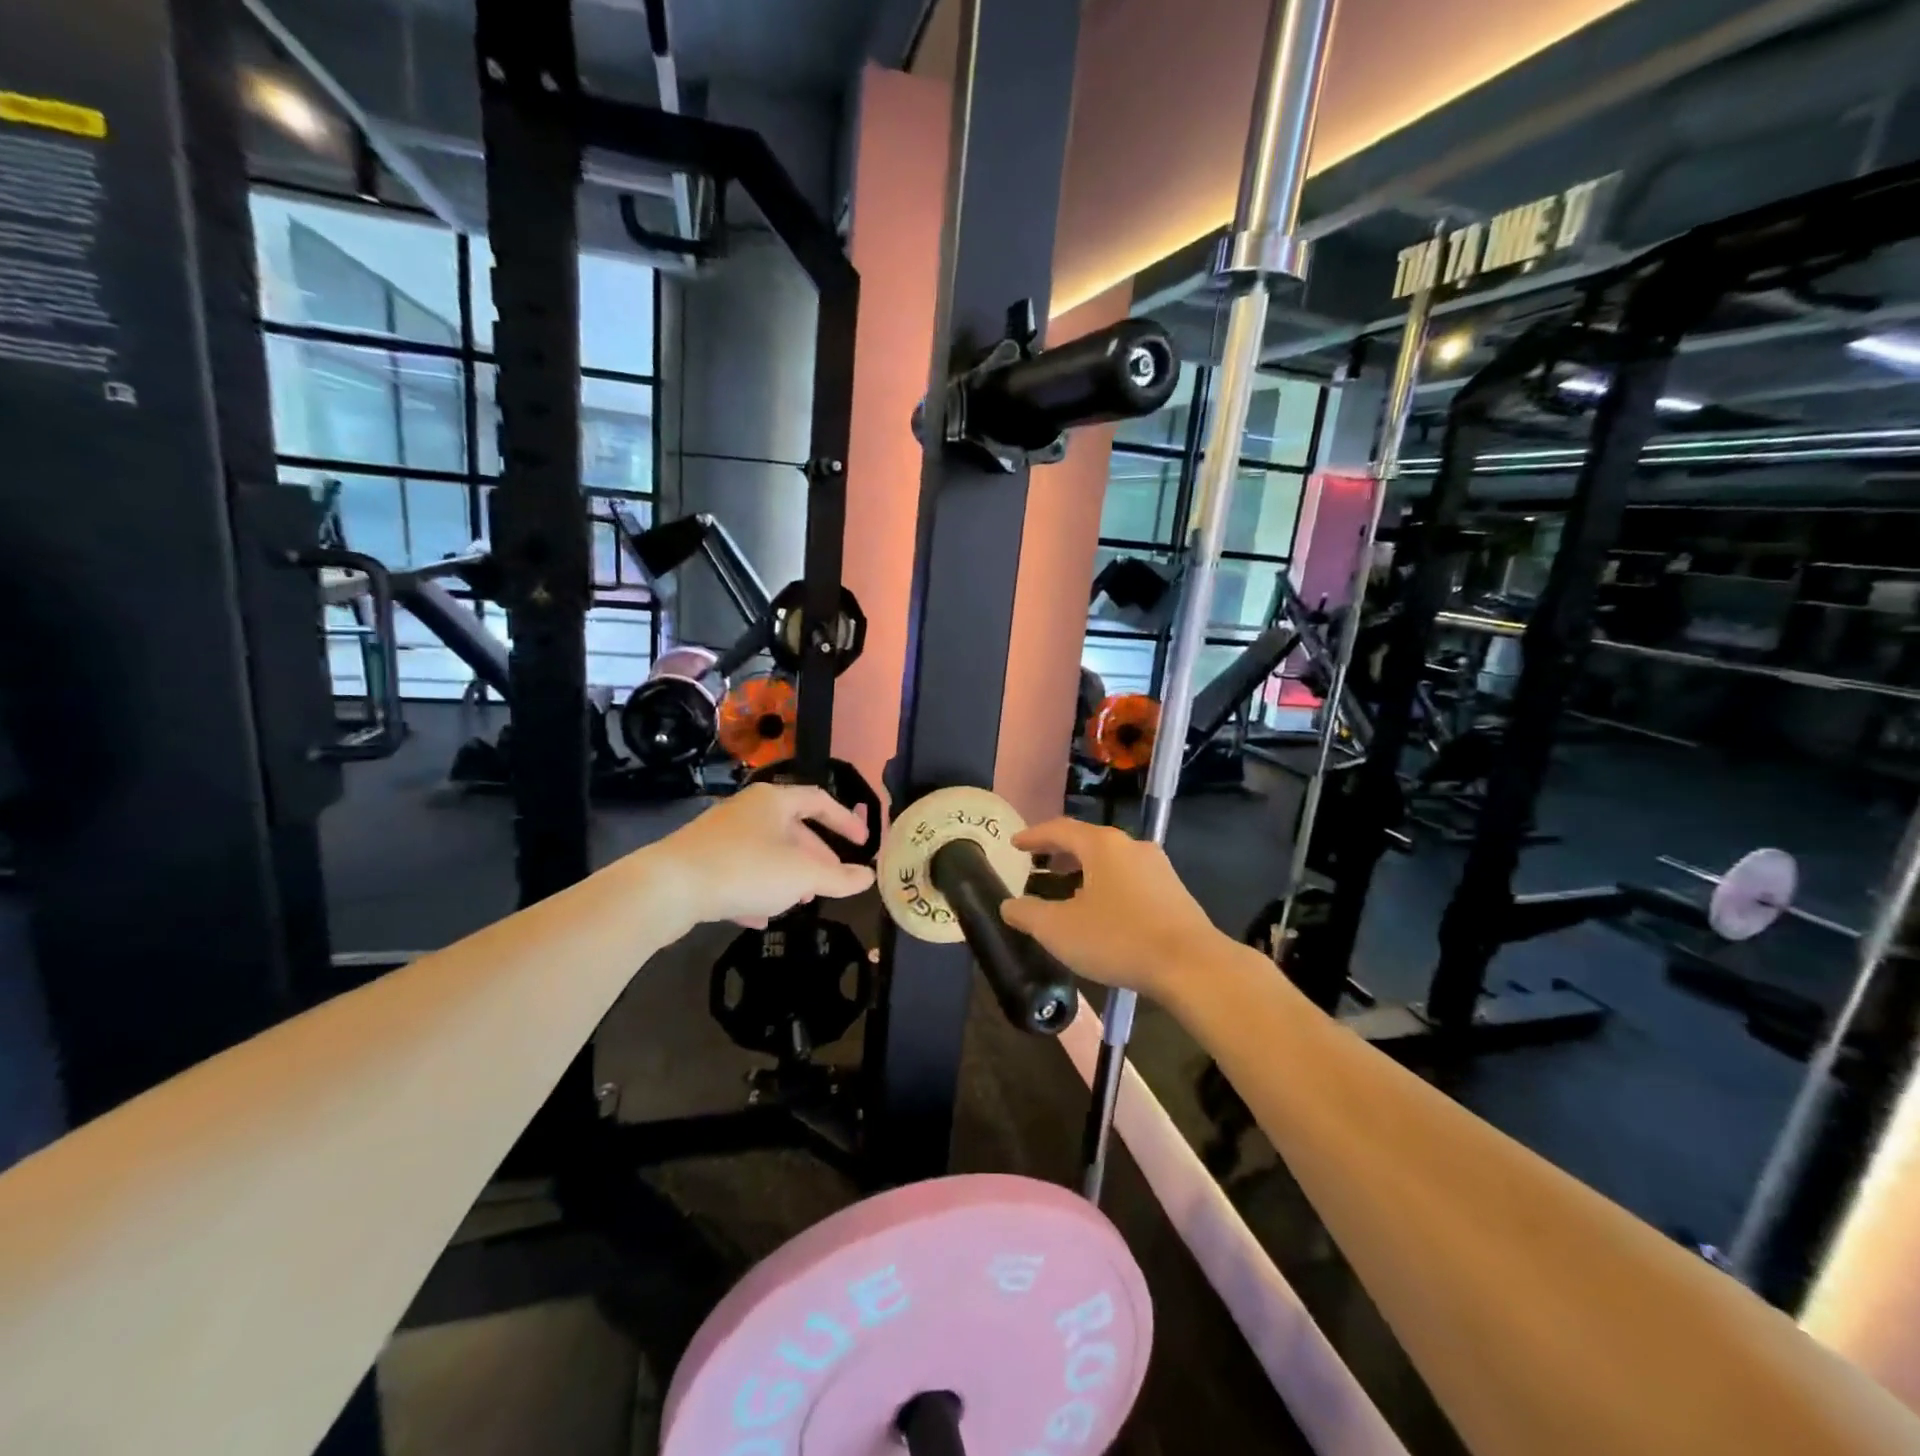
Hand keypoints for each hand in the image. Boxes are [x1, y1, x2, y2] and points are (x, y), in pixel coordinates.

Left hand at [649, 783, 874, 928]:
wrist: (668, 888)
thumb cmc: (746, 869)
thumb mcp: (802, 875)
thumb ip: (839, 878)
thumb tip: (868, 877)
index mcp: (774, 800)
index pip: (820, 801)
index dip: (845, 821)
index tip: (863, 843)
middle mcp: (747, 809)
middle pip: (792, 828)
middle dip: (815, 856)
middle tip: (829, 880)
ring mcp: (720, 834)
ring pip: (765, 851)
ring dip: (786, 876)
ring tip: (799, 902)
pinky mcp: (699, 860)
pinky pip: (738, 871)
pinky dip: (755, 890)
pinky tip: (758, 918)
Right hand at [1000, 818, 1219, 998]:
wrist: (1192, 966)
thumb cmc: (1118, 939)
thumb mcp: (1059, 930)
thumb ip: (1028, 914)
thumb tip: (1009, 906)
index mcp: (1103, 846)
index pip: (1060, 829)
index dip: (1034, 836)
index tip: (1015, 843)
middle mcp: (1132, 847)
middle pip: (1088, 842)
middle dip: (1060, 854)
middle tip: (1039, 868)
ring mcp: (1158, 868)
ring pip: (1111, 861)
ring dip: (1085, 872)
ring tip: (1067, 892)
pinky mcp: (1174, 892)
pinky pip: (1130, 880)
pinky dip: (1107, 886)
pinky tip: (1102, 913)